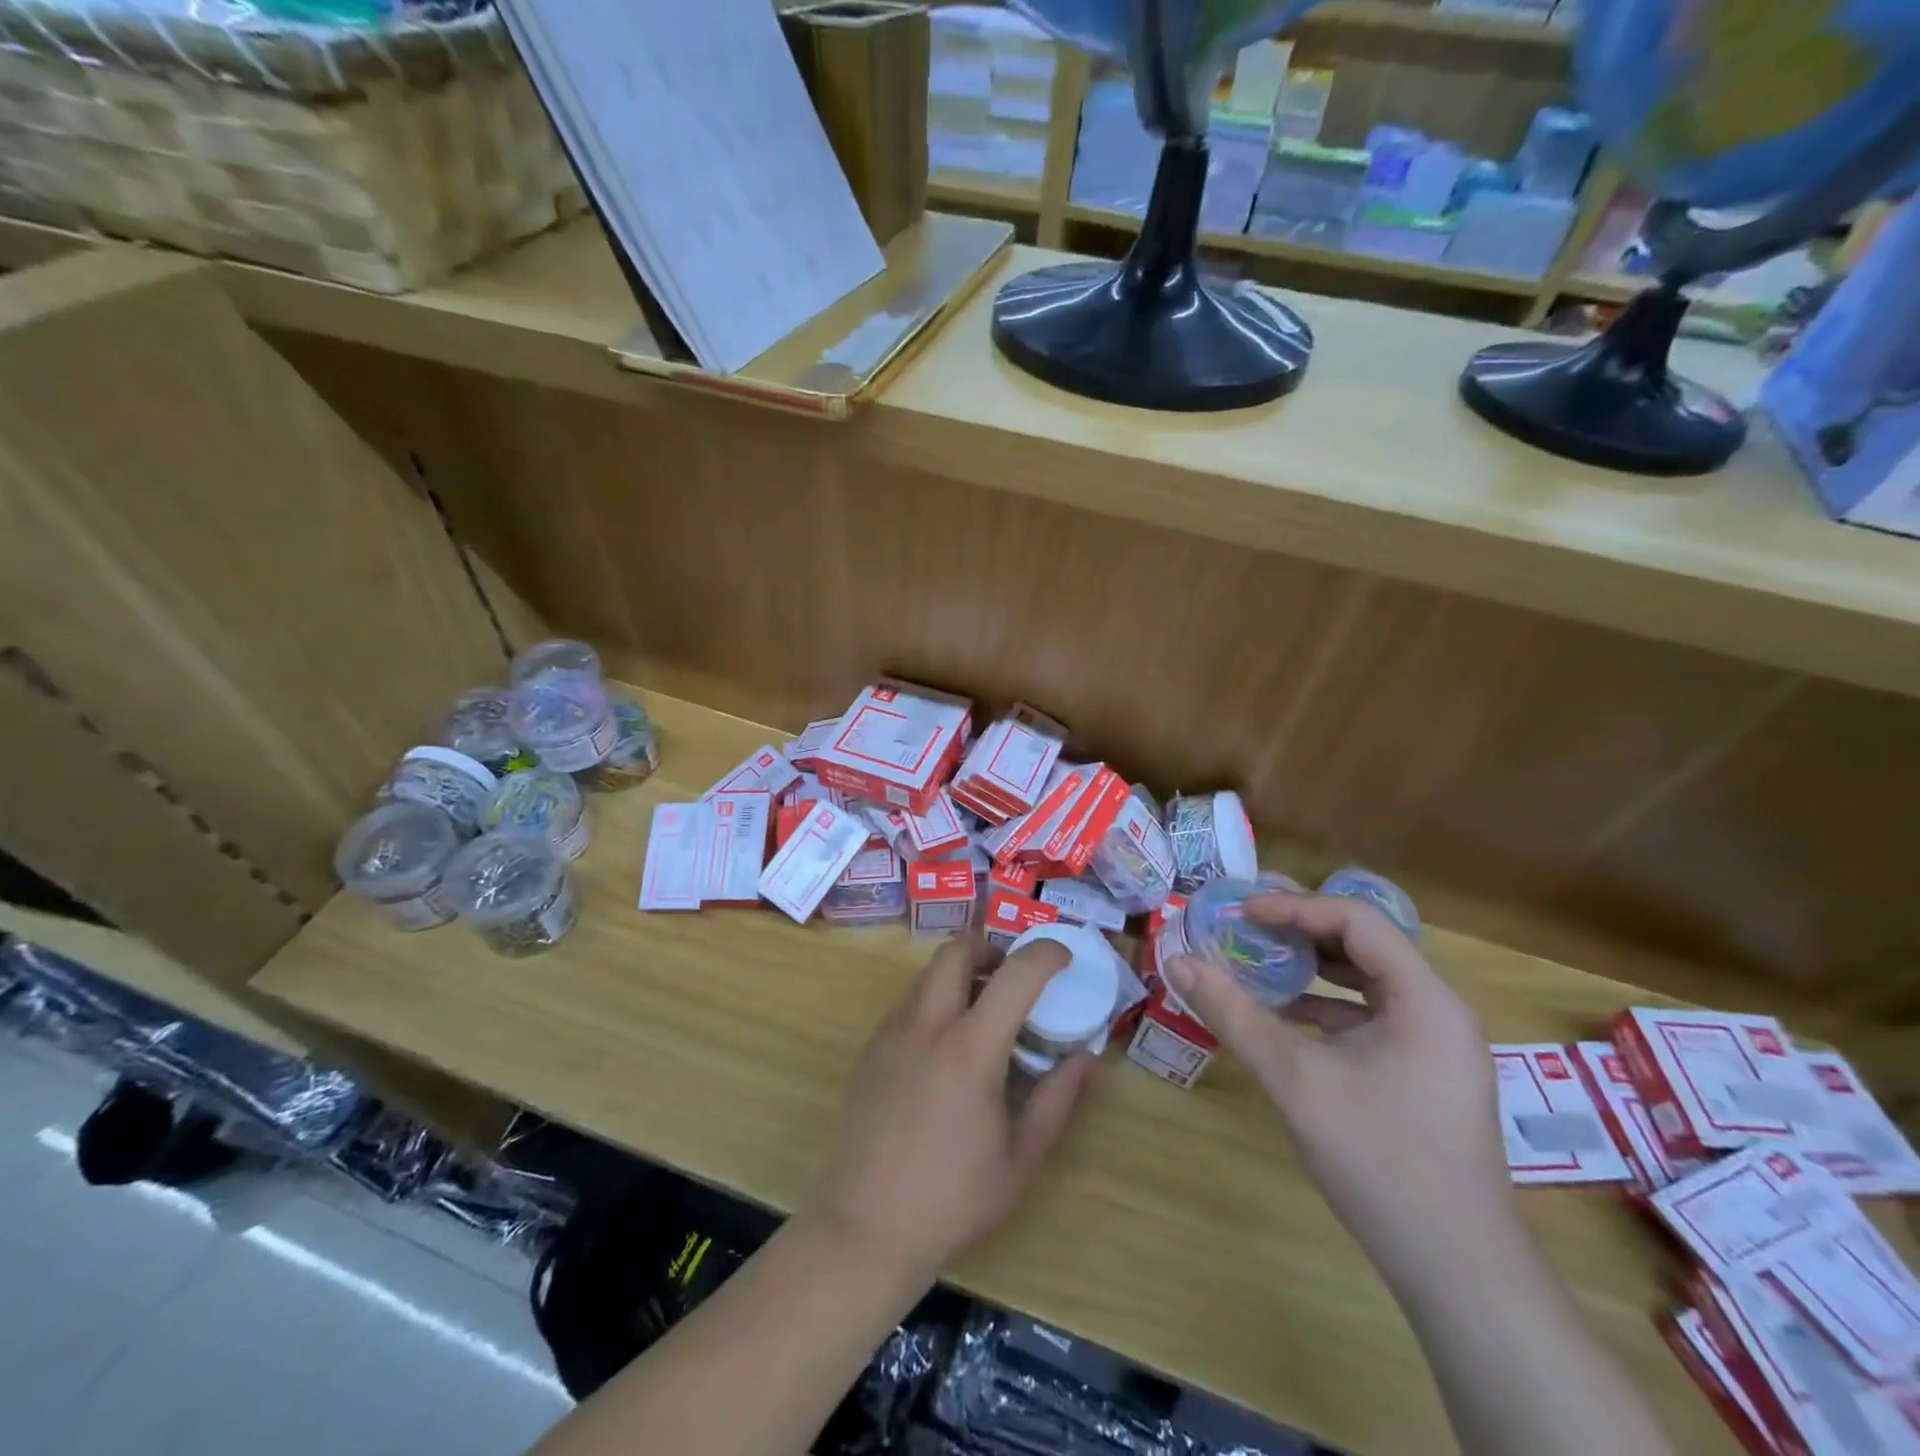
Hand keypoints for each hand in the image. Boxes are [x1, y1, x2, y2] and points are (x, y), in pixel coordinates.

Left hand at [797, 936, 1094, 1287]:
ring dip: (962, 973)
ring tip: (984, 1011)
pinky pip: (909, 1001)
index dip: (1045, 953)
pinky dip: (936, 999)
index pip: (1015, 974)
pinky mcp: (871, 1048)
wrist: (864, 1226)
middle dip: (991, 947)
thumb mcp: (1021, 1156)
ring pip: (929, 973)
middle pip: (957, 949)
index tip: (1064, 957)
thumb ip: (1058, 1098)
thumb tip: (1087, 1058)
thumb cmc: (953, 1197)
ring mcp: (892, 1032)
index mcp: (971, 1048)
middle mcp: (927, 1024)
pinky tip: (947, 1046)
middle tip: (1014, 977)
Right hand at [1166, 893, 1512, 1274]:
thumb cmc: (1380, 1161)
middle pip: (1363, 945)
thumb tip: (1178, 962)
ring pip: (1365, 982)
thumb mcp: (1296, 1081)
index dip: (1294, 907)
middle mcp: (1437, 1010)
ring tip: (1255, 962)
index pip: (1356, 920)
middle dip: (1299, 931)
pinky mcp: (1422, 1074)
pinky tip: (1280, 1018)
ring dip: (1309, 969)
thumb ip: (1235, 1015)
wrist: (1458, 1272)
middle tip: (1243, 926)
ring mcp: (1434, 1045)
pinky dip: (1322, 1008)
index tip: (1240, 912)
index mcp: (1424, 999)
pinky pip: (1368, 1018)